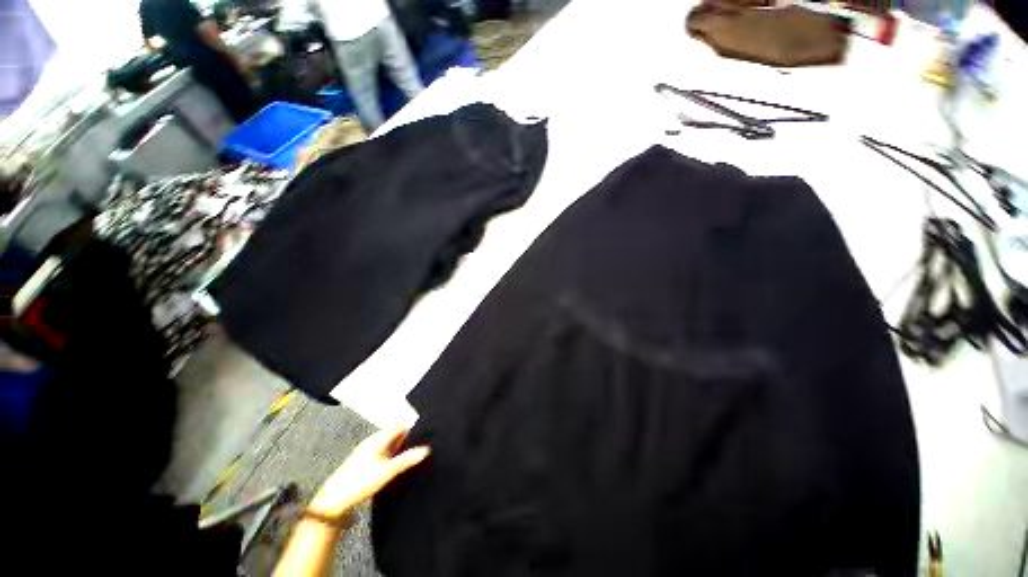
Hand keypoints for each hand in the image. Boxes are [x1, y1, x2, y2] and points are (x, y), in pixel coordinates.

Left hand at [307, 427, 429, 521]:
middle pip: (392, 433)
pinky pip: (379, 452)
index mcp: (378, 438)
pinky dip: (389, 454)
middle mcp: (371, 441)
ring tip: (408, 454)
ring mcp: (364, 451)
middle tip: (418, 443)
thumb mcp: (389, 470)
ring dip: (397, 446)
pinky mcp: (360, 462)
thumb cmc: (360, 482)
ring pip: (386, 443)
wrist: (334, 499)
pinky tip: (391, 465)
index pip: (399, 425)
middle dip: (405, 436)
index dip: (411, 426)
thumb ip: (407, 459)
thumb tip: (426, 450)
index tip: (423, 431)